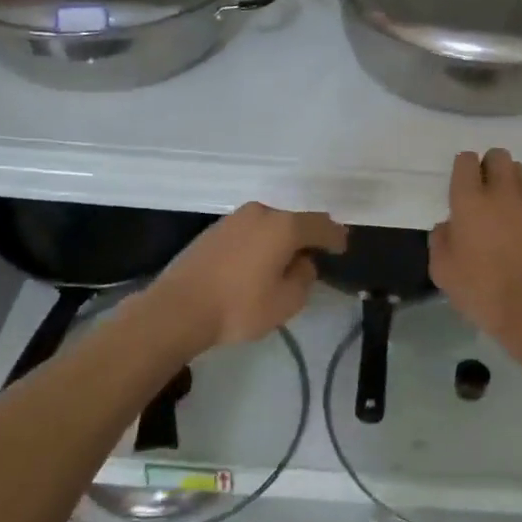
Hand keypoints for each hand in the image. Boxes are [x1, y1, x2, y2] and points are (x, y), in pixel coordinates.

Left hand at [143, 202, 346, 349]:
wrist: (178, 308)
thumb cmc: (239, 306)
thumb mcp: (286, 301)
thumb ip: (304, 277)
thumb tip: (303, 262)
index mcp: (283, 226)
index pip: (320, 225)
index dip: (335, 236)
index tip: (343, 246)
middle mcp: (260, 213)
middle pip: (293, 221)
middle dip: (306, 237)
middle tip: (315, 255)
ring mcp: (234, 219)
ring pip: (269, 225)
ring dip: (280, 240)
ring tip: (284, 262)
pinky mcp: (214, 230)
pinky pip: (249, 232)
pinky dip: (260, 244)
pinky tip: (257, 263)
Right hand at [430, 149, 521, 347]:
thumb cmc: (482, 292)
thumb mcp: (442, 271)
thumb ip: (441, 239)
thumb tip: (450, 225)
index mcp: (470, 201)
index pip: (466, 160)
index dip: (462, 169)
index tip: (460, 187)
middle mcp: (503, 192)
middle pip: (498, 156)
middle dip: (489, 167)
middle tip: (483, 194)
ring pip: (521, 173)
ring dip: (510, 183)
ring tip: (505, 210)